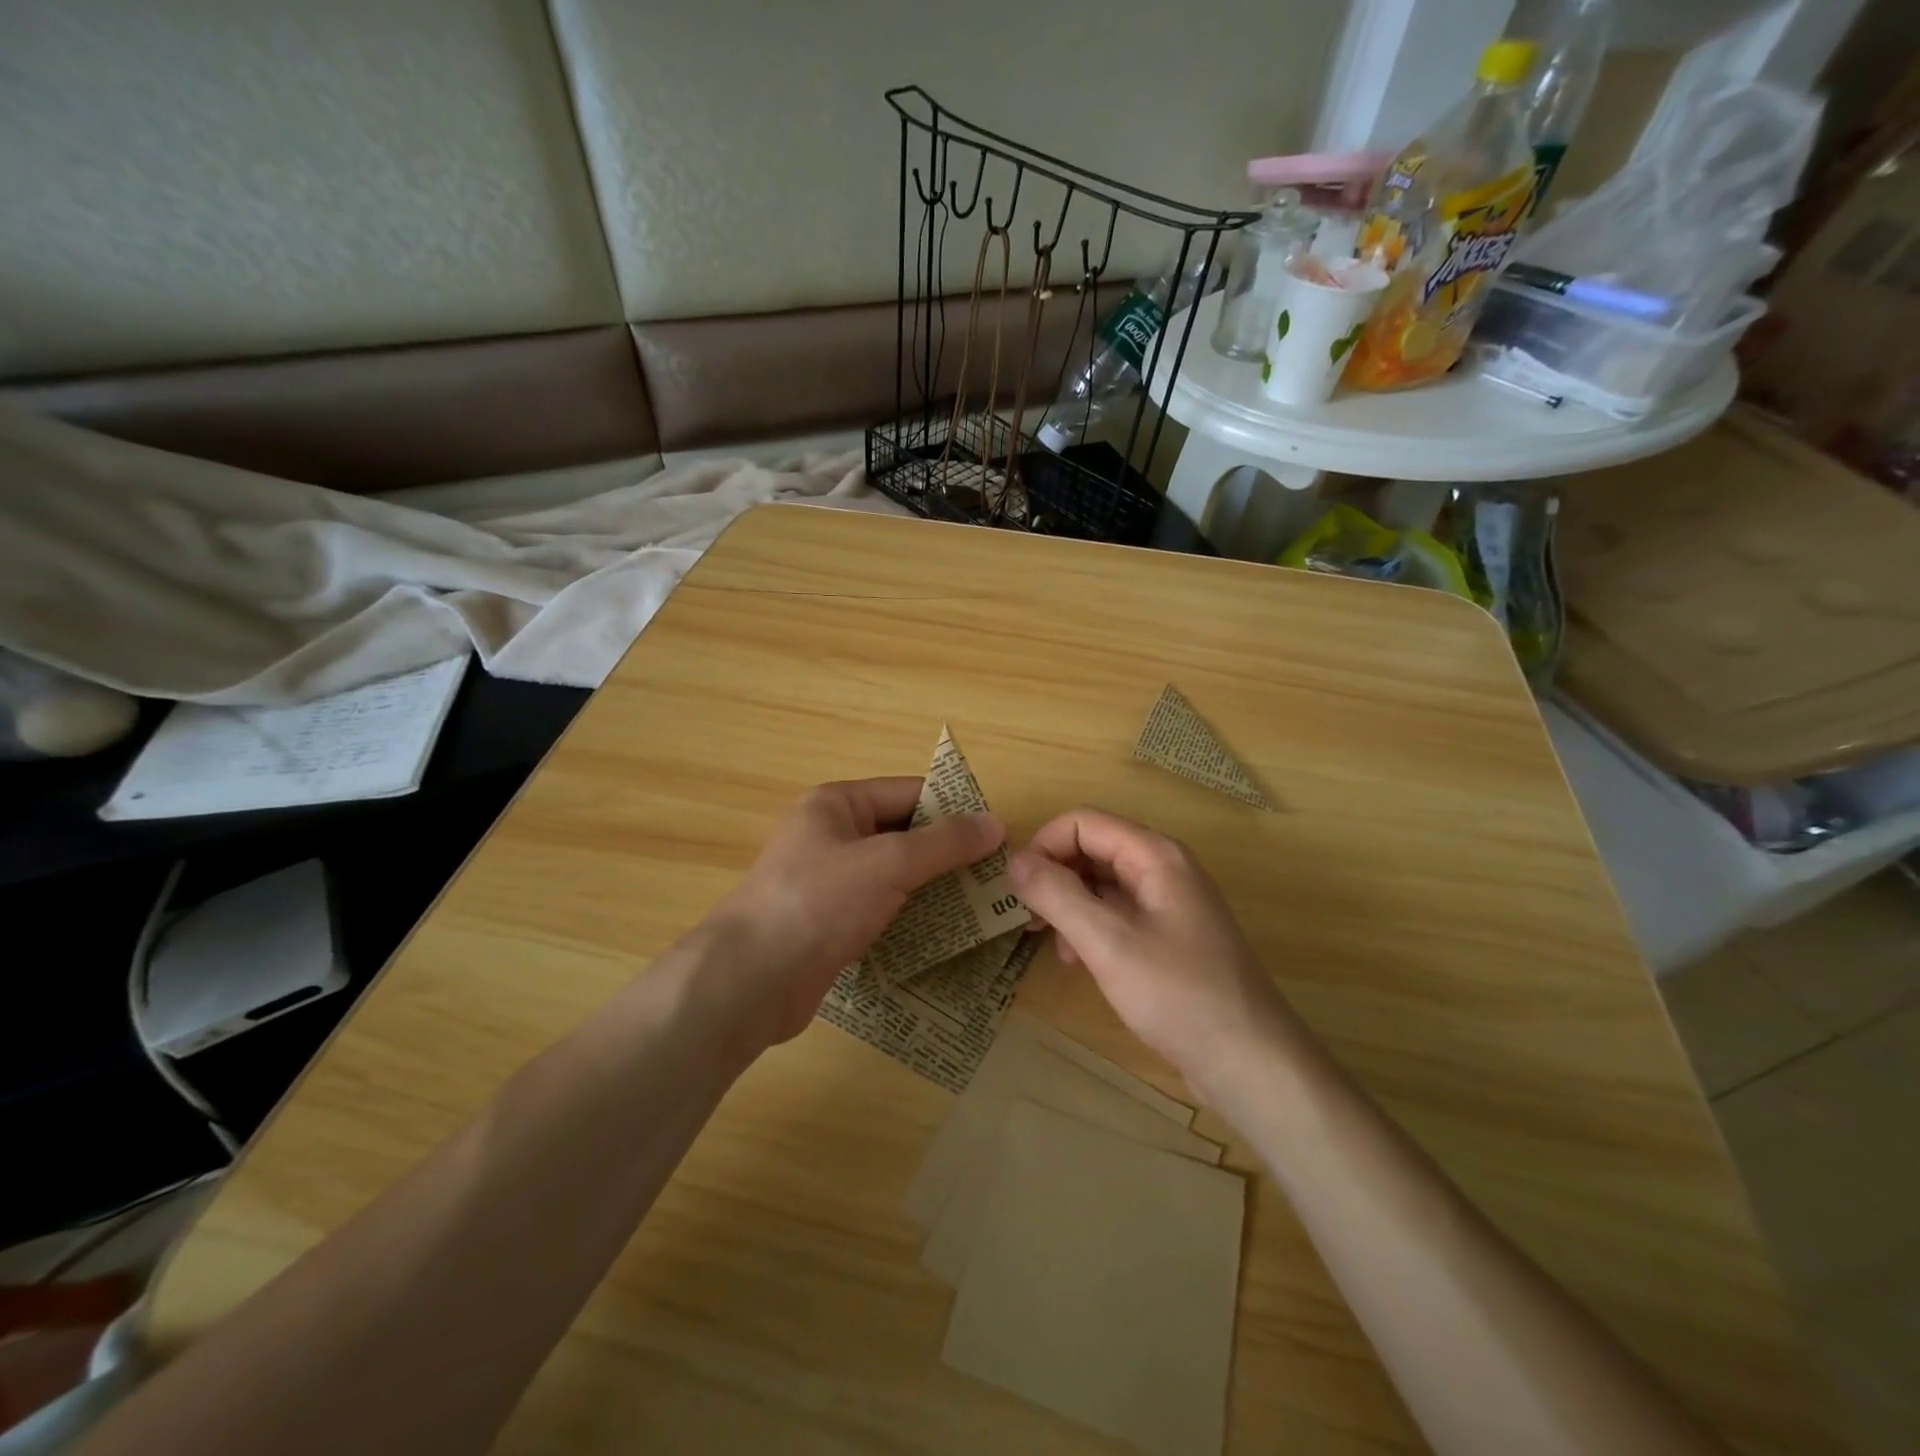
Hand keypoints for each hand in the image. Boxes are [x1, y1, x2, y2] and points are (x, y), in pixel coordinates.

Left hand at [707, 778, 1003, 1045]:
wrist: (750, 980)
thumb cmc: (818, 902)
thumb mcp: (889, 863)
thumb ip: (944, 843)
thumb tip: (995, 823)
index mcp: (837, 804)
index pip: (909, 793)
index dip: (954, 810)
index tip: (997, 836)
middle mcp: (831, 835)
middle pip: (903, 834)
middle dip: (947, 854)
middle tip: (995, 877)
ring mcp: (827, 881)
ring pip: (893, 875)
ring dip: (932, 888)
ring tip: (981, 907)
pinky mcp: (828, 922)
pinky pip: (879, 908)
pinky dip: (909, 916)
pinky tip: (942, 933)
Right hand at [1007, 808, 1294, 1092]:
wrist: (1251, 1062)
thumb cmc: (1179, 995)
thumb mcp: (1108, 943)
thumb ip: (1058, 895)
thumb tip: (1015, 861)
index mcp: (1155, 855)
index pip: (1084, 822)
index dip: (1044, 846)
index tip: (1017, 889)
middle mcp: (1164, 868)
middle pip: (1093, 848)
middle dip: (1054, 876)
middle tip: (1026, 917)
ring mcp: (1169, 903)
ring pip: (1102, 883)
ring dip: (1068, 905)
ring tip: (1049, 944)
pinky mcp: (1170, 937)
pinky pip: (1118, 913)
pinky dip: (1090, 928)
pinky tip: (1078, 962)